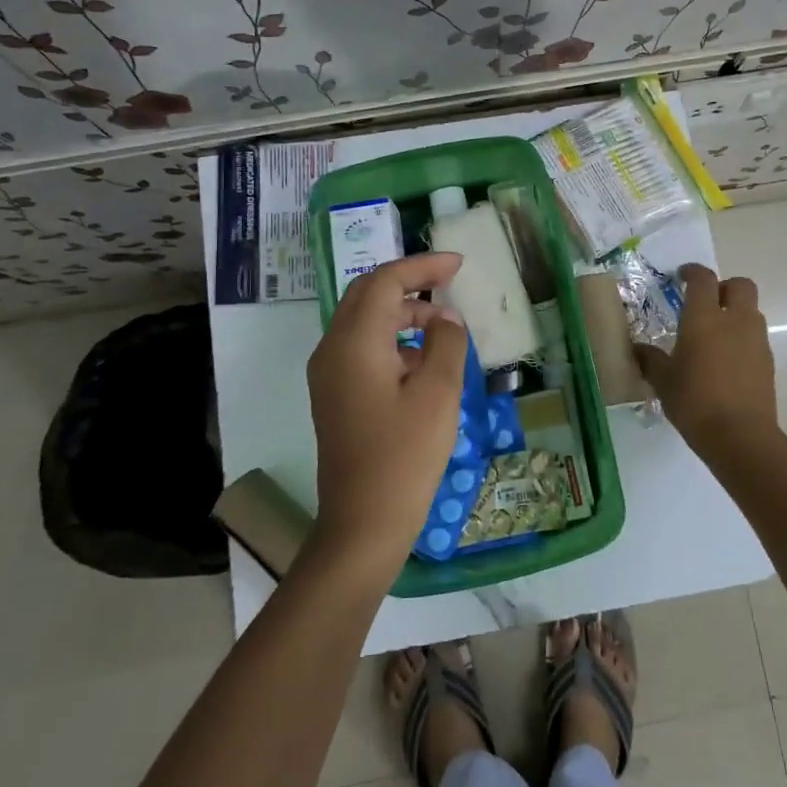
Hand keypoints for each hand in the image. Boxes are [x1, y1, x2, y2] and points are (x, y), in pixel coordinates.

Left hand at [307, 253, 469, 581]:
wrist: (363, 522)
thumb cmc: (405, 456)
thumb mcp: (438, 394)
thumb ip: (446, 343)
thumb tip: (445, 318)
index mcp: (354, 342)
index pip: (385, 281)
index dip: (422, 266)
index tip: (458, 264)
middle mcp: (332, 349)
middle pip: (367, 294)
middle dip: (409, 283)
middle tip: (449, 283)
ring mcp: (328, 374)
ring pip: (364, 321)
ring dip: (402, 313)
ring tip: (444, 328)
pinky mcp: (334, 395)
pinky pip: (362, 348)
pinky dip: (392, 339)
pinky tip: (423, 361)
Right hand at [635, 264, 783, 459]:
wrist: (740, 436)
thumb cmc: (695, 402)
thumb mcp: (663, 381)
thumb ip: (651, 360)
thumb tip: (638, 349)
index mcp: (704, 318)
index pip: (703, 279)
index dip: (692, 272)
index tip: (682, 276)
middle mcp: (735, 320)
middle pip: (740, 285)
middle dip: (724, 287)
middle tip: (706, 302)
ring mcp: (756, 340)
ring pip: (751, 311)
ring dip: (735, 313)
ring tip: (715, 335)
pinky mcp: (768, 361)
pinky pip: (755, 337)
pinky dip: (742, 338)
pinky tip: (726, 361)